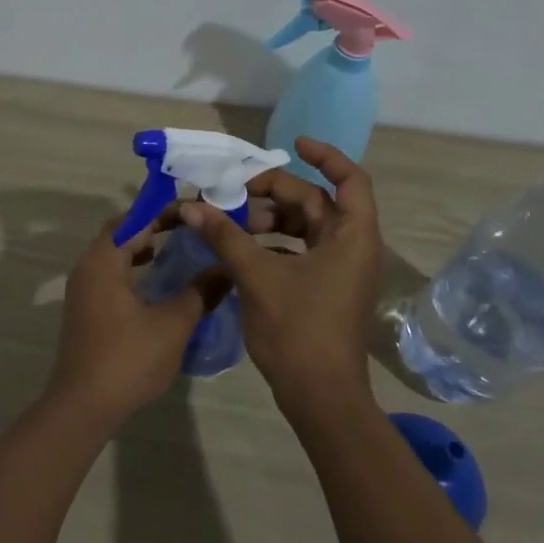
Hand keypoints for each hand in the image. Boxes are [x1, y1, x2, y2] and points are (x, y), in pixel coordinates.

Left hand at [44, 218, 225, 429]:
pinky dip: (133, 268)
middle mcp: (87, 268)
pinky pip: (111, 274)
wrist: (83, 407)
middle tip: (190, 227)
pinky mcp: (85, 310)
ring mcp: (83, 290)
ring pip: (115, 254)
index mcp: (103, 261)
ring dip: (143, 248)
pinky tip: (157, 282)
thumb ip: (200, 292)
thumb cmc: (128, 359)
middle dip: (155, 226)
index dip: (164, 211)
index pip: (134, 219)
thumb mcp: (173, 324)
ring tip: (177, 248)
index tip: (194, 210)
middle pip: (122, 233)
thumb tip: (226, 269)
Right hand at [179, 137, 381, 419]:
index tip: (292, 144)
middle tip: (233, 192)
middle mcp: (352, 247)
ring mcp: (340, 270)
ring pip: (305, 228)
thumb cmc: (299, 330)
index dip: (325, 156)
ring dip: (270, 220)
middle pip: (316, 202)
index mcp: (352, 236)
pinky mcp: (325, 289)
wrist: (321, 398)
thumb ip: (226, 236)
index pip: (349, 179)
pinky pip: (300, 251)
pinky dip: (273, 244)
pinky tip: (240, 249)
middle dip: (275, 194)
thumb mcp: (258, 277)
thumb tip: (191, 206)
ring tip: (231, 222)